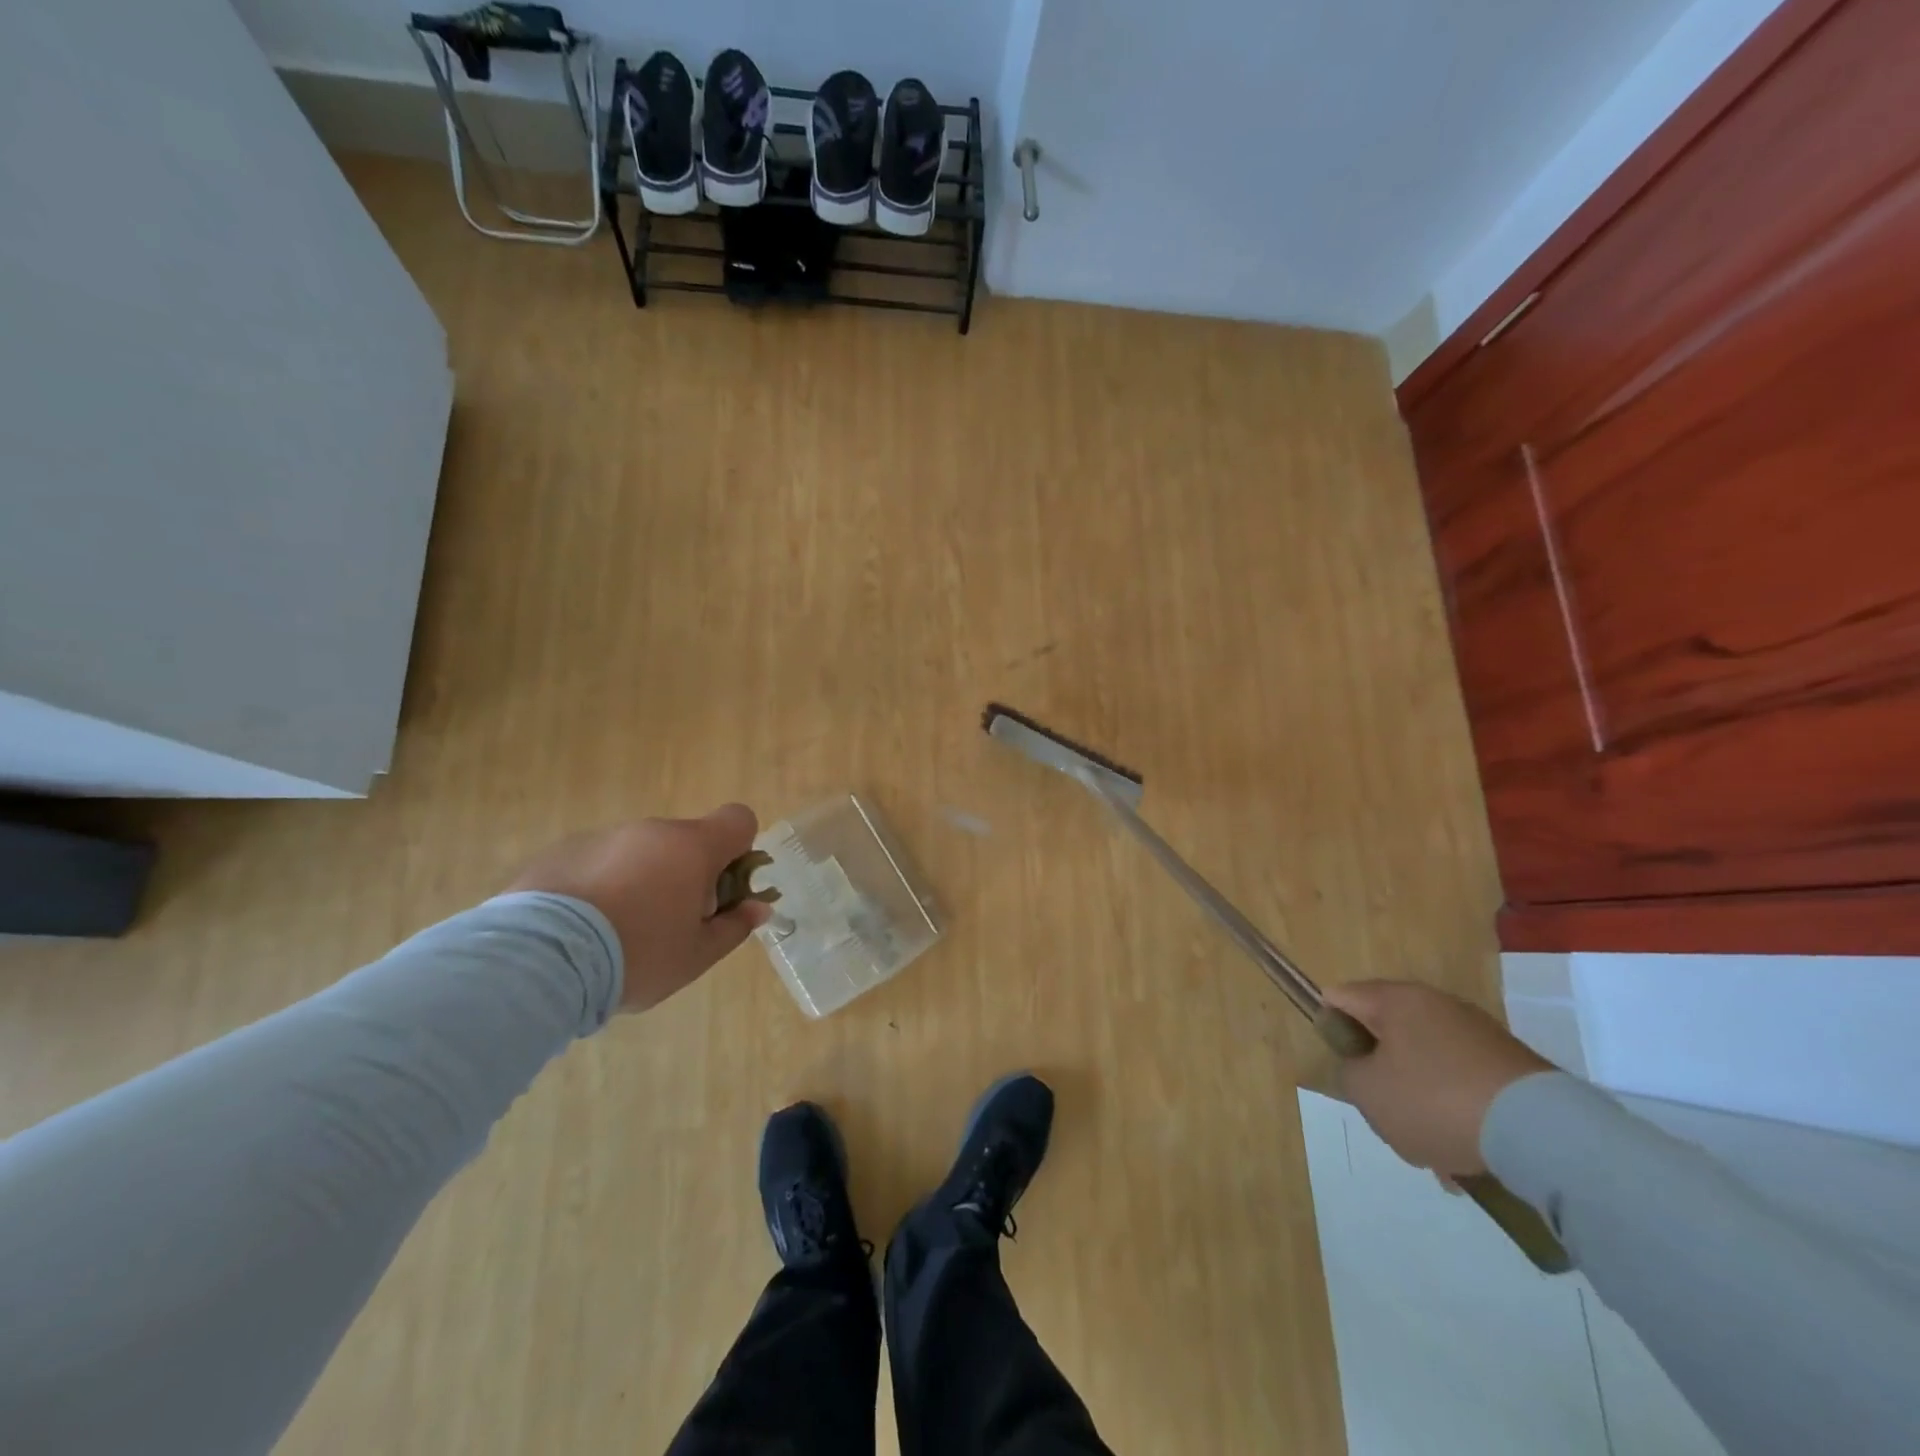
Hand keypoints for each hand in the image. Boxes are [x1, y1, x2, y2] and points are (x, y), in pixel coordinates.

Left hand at [507, 804, 773, 1011]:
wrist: (539, 960)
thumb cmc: (636, 955)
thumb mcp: (696, 955)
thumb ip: (734, 927)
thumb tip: (759, 908)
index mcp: (692, 847)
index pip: (738, 819)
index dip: (740, 850)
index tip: (723, 890)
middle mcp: (651, 830)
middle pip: (685, 841)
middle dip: (686, 875)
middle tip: (669, 925)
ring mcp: (602, 837)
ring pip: (640, 853)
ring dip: (641, 880)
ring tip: (615, 934)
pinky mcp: (560, 852)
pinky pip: (598, 863)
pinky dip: (599, 887)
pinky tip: (580, 930)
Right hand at [1321, 981, 1552, 1176]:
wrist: (1542, 1134)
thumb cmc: (1436, 1100)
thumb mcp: (1368, 1091)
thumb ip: (1348, 1072)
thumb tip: (1363, 1067)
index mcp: (1396, 1000)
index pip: (1341, 998)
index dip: (1330, 1027)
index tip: (1342, 1065)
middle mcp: (1436, 1005)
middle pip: (1387, 1036)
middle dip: (1381, 1075)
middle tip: (1383, 1112)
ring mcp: (1478, 1035)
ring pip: (1426, 1066)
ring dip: (1420, 1102)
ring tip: (1430, 1150)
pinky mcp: (1510, 1067)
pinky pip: (1463, 1086)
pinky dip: (1456, 1114)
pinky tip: (1463, 1156)